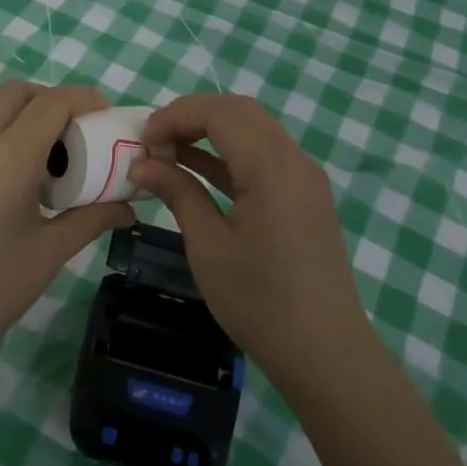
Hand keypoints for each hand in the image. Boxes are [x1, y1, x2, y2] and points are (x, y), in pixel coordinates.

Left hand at [0, 82, 134, 374]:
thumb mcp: (48, 255)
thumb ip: (90, 221)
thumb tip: (128, 208)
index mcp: (8, 157)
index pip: (51, 103)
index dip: (83, 97)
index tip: (106, 113)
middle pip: (15, 94)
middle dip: (50, 99)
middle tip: (75, 133)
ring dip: (23, 125)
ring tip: (46, 172)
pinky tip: (7, 199)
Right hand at [131, 94, 370, 389]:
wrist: (326, 354)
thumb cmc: (260, 303)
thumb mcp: (208, 247)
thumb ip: (178, 193)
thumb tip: (141, 164)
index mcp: (271, 168)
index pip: (220, 113)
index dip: (176, 116)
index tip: (142, 140)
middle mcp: (294, 160)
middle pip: (240, 111)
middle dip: (192, 116)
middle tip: (154, 140)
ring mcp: (305, 178)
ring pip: (254, 129)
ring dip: (211, 131)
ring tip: (168, 151)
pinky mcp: (305, 196)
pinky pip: (265, 155)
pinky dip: (231, 153)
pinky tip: (197, 169)